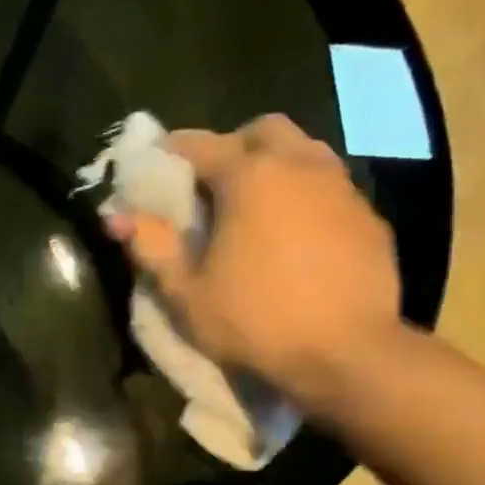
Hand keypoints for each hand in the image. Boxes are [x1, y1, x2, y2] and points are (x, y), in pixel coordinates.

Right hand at [106, 115, 400, 407]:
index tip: (154, 163)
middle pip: (264, 130)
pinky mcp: (369, 217)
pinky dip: (304, 195)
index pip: (202, 144)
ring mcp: (341, 189)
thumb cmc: (253, 320)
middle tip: (210, 183)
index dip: (172, 150)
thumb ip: (151, 247)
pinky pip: (330, 186)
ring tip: (253, 206)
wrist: (346, 353)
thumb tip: (116, 217)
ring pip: (304, 151)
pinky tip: (292, 234)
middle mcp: (300, 167)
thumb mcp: (185, 292)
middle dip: (233, 146)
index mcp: (249, 178)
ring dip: (274, 165)